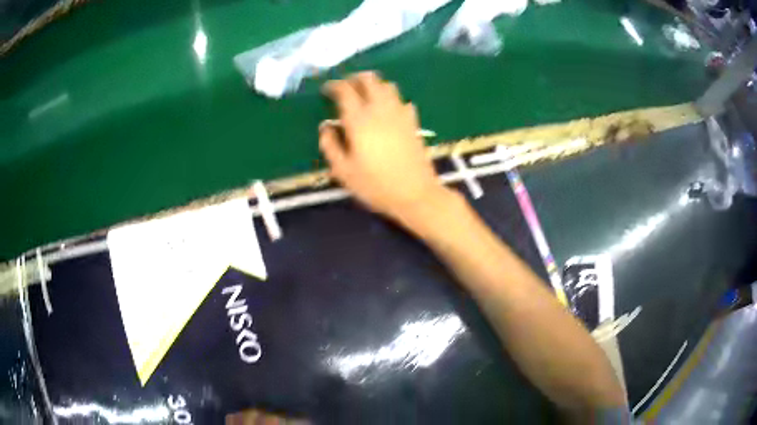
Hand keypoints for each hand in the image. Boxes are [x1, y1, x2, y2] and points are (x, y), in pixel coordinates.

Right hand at [320, 72, 450, 223]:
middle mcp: (380, 109)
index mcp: (359, 119)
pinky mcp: (413, 122)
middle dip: (354, 79)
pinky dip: (391, 98)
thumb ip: (330, 145)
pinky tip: (386, 110)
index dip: (333, 86)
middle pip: (369, 79)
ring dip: (374, 85)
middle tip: (345, 88)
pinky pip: (401, 100)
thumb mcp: (343, 171)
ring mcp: (400, 113)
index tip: (326, 90)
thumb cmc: (375, 185)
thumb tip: (325, 127)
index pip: (345, 90)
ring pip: (387, 85)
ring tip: (364, 95)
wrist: (415, 194)